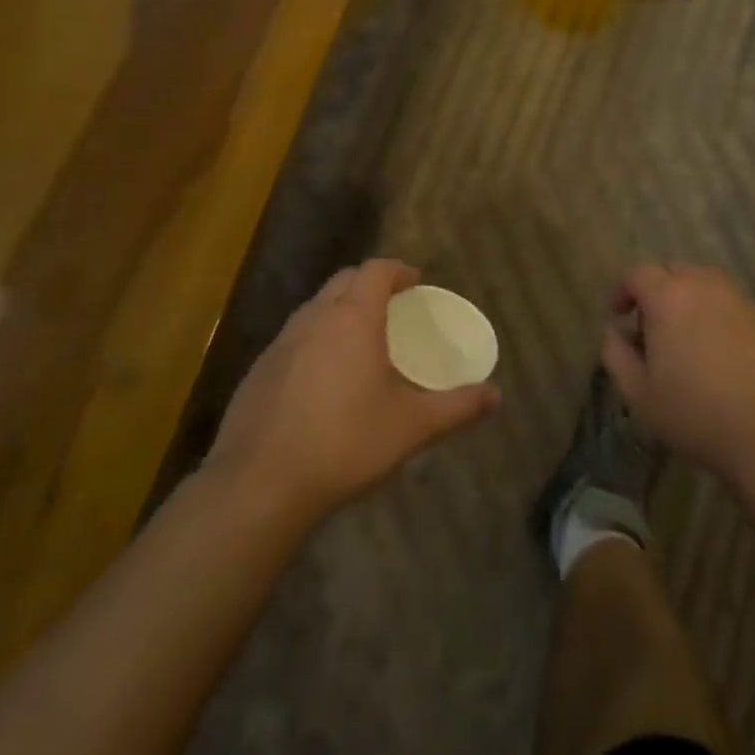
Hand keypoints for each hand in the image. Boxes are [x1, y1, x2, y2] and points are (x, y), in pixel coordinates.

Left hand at [205, 259, 499, 528]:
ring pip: (316, 307)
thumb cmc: (345, 444)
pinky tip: (322, 379)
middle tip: (392, 308)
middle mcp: (314, 317)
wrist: (259, 485)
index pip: (376, 270)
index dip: (398, 270)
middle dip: (370, 284)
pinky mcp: (259, 369)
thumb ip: (457, 407)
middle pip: (344, 280)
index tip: (415, 283)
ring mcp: (281, 342)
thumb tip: (495, 395)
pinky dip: (315, 339)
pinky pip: (294, 337)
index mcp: (353, 318)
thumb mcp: (412, 427)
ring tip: (360, 341)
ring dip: (340, 309)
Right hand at [601, 263, 754, 479]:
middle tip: (654, 327)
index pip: (638, 273)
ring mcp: (743, 302)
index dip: (623, 290)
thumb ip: (616, 355)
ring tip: (690, 337)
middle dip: (659, 291)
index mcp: (669, 297)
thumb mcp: (639, 394)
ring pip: (709, 285)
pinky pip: (737, 309)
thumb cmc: (696, 413)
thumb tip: (612, 332)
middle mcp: (706, 287)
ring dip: (693, 301)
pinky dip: (723, 320)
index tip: (619, 315)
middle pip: (675, 271)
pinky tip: (726, 356)